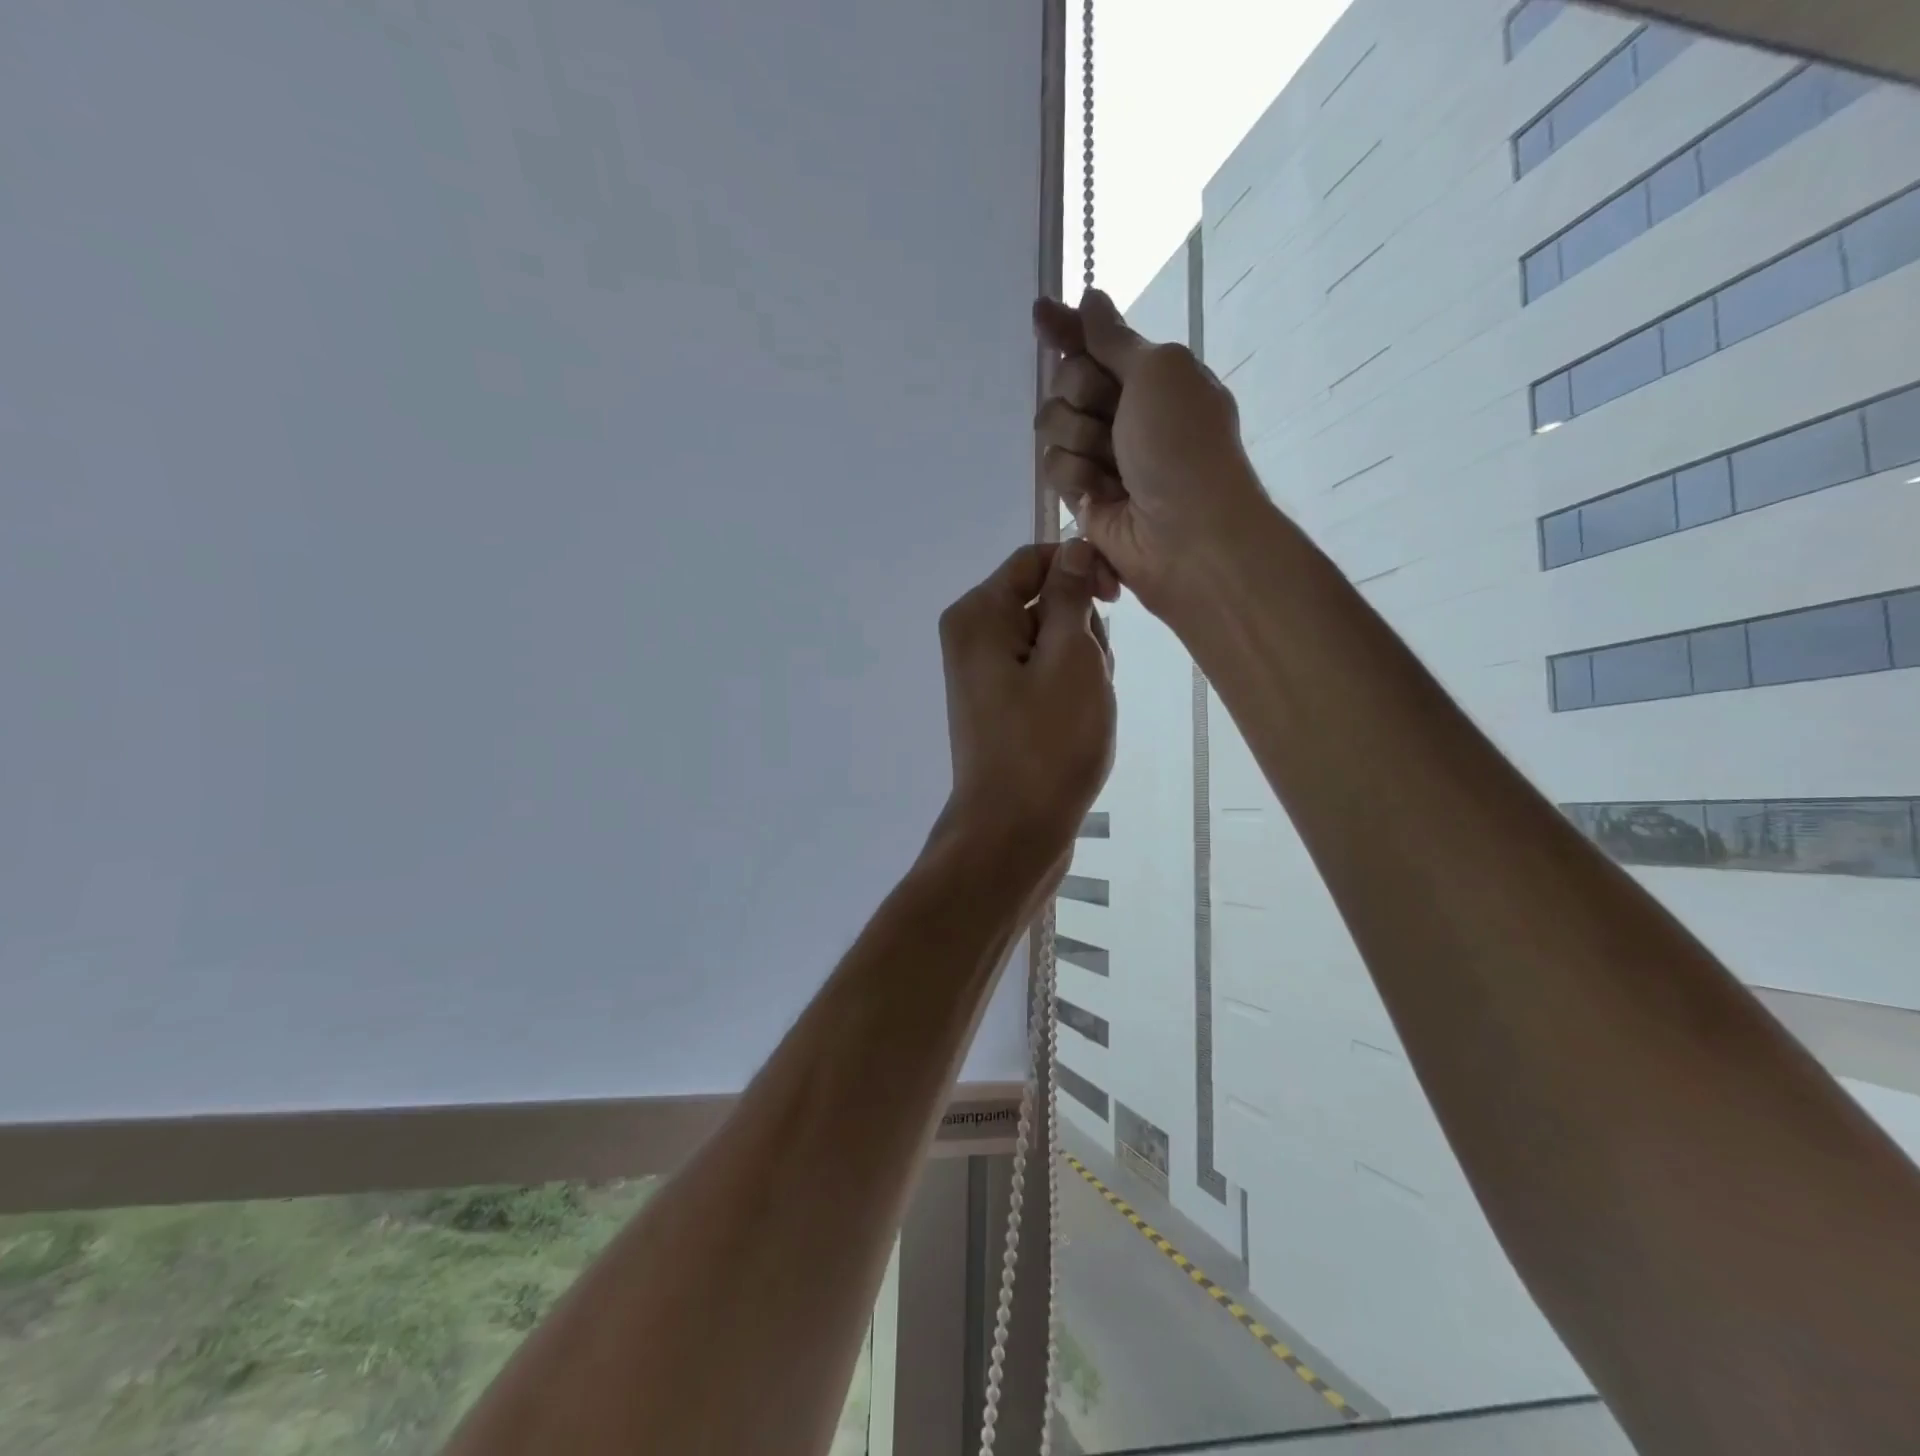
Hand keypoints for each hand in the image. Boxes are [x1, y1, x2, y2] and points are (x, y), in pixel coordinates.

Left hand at [934, 540, 1114, 877]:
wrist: (1013, 832)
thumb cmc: (1046, 743)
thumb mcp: (1070, 657)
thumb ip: (1071, 596)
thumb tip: (1074, 548)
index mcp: (979, 615)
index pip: (1036, 559)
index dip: (1081, 568)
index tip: (1117, 598)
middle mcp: (974, 638)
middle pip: (1045, 602)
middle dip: (1082, 630)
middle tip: (1090, 678)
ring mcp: (986, 676)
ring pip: (1053, 642)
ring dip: (1082, 665)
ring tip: (1084, 709)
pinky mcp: (1002, 706)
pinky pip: (1045, 676)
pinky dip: (1070, 691)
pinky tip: (1078, 724)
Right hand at [1033, 288, 1269, 616]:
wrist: (1187, 533)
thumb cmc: (1183, 445)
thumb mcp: (1159, 371)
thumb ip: (1114, 338)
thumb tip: (1090, 298)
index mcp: (1151, 376)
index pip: (1096, 342)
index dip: (1068, 329)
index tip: (1040, 315)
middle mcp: (1124, 412)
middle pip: (1066, 380)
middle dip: (1080, 392)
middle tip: (1109, 415)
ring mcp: (1102, 455)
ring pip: (1053, 426)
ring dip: (1078, 438)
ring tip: (1112, 465)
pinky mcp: (1083, 495)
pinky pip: (1054, 468)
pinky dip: (1076, 477)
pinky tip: (1102, 495)